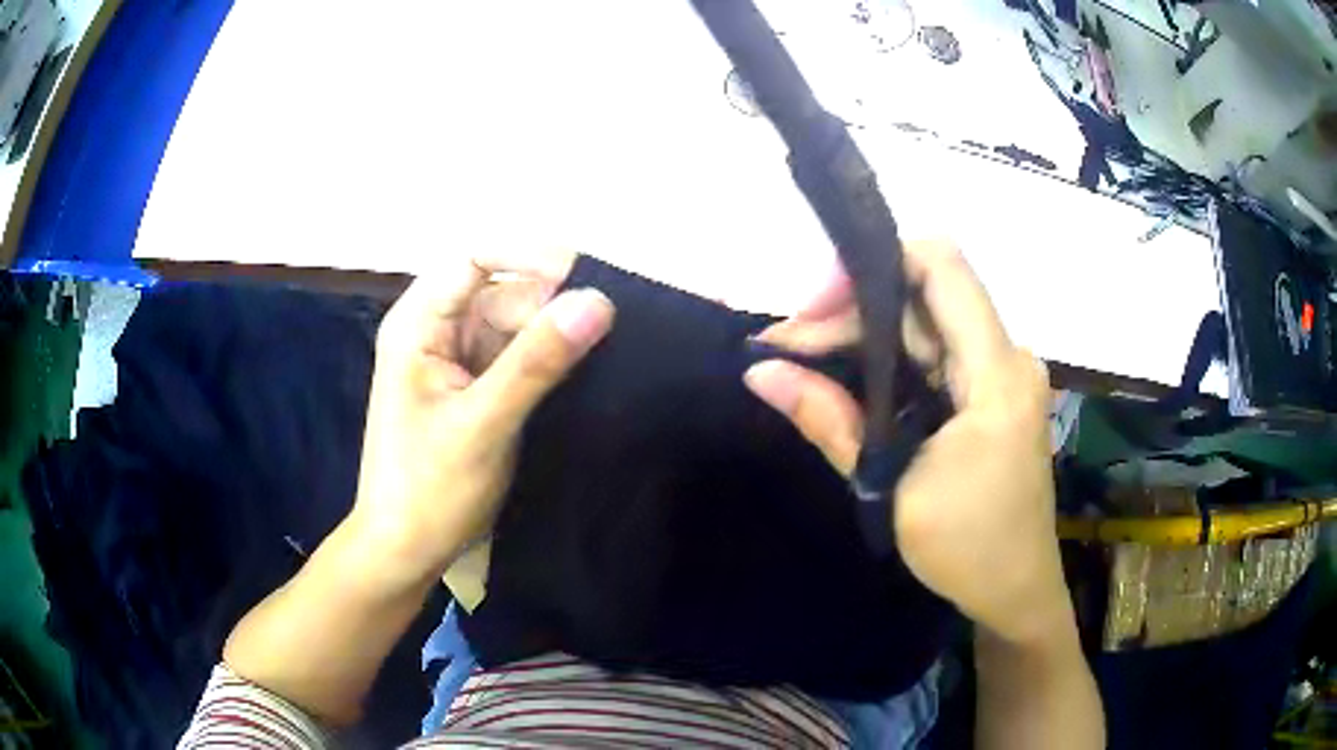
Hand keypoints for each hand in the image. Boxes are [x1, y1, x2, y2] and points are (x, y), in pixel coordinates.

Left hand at [347, 250, 613, 588]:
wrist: (405, 551)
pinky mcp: (475, 388)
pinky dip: (547, 362)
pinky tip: (583, 374)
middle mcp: (436, 330)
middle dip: (551, 306)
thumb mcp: (483, 423)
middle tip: (610, 332)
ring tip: (607, 352)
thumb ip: (538, 361)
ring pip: (515, 325)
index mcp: (419, 323)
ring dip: (554, 335)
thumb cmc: (429, 489)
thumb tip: (598, 301)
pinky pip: (517, 357)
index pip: (476, 258)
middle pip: (503, 292)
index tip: (588, 281)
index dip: (531, 258)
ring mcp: (456, 360)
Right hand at [744, 240, 1068, 643]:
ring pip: (927, 324)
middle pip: (924, 296)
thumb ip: (830, 421)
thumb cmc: (965, 549)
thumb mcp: (891, 487)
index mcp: (996, 373)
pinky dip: (890, 359)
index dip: (876, 263)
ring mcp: (1002, 374)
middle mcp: (1007, 357)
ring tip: (801, 361)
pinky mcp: (993, 393)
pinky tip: (848, 378)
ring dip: (866, 336)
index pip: (941, 265)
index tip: (818, 305)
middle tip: (787, 347)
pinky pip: (938, 354)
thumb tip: (760, 372)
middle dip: (853, 311)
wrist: (1016, 591)